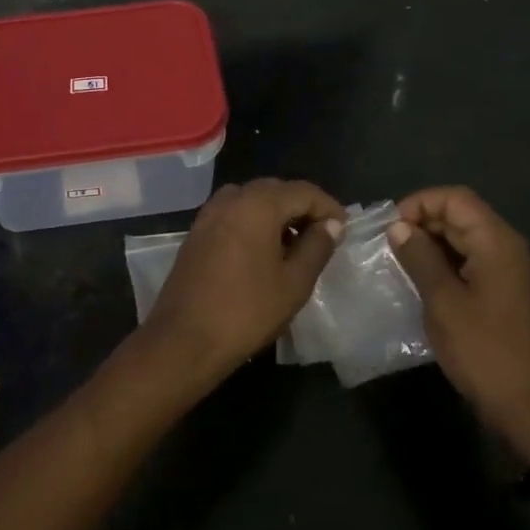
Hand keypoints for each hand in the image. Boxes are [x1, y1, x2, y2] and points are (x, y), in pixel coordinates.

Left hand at [141, 179, 345, 386]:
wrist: (184, 339)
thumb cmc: (247, 311)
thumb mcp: (294, 282)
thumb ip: (317, 247)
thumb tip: (331, 224)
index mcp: (258, 204)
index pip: (303, 191)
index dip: (328, 207)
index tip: (344, 229)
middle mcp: (231, 199)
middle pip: (275, 190)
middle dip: (301, 207)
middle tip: (322, 236)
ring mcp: (208, 214)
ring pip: (252, 200)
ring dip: (276, 214)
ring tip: (294, 245)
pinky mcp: (196, 233)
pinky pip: (233, 214)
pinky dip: (253, 222)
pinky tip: (263, 252)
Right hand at [389, 186, 529, 457]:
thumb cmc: (484, 350)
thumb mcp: (443, 301)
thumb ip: (419, 258)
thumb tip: (398, 228)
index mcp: (497, 242)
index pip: (455, 198)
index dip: (419, 204)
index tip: (390, 228)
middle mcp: (507, 248)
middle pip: (462, 215)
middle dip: (423, 223)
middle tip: (388, 247)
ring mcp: (509, 271)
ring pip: (465, 239)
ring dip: (432, 244)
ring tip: (399, 263)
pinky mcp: (506, 293)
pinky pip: (472, 262)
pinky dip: (445, 264)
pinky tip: (422, 283)